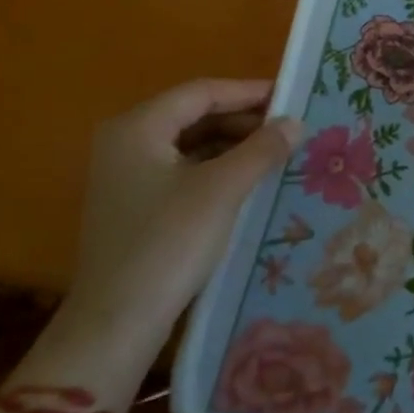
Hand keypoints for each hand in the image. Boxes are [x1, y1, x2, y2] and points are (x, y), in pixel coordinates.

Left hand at [59, 79, 301, 362]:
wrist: (117, 321)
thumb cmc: (169, 243)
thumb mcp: (223, 190)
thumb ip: (262, 149)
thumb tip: (296, 122)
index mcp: (137, 127)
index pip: (201, 92)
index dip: (249, 91)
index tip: (291, 97)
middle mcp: (125, 142)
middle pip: (193, 115)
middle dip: (243, 120)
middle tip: (289, 128)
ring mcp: (126, 175)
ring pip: (189, 144)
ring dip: (233, 145)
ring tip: (277, 153)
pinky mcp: (134, 205)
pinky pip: (182, 170)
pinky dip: (216, 169)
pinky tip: (248, 181)